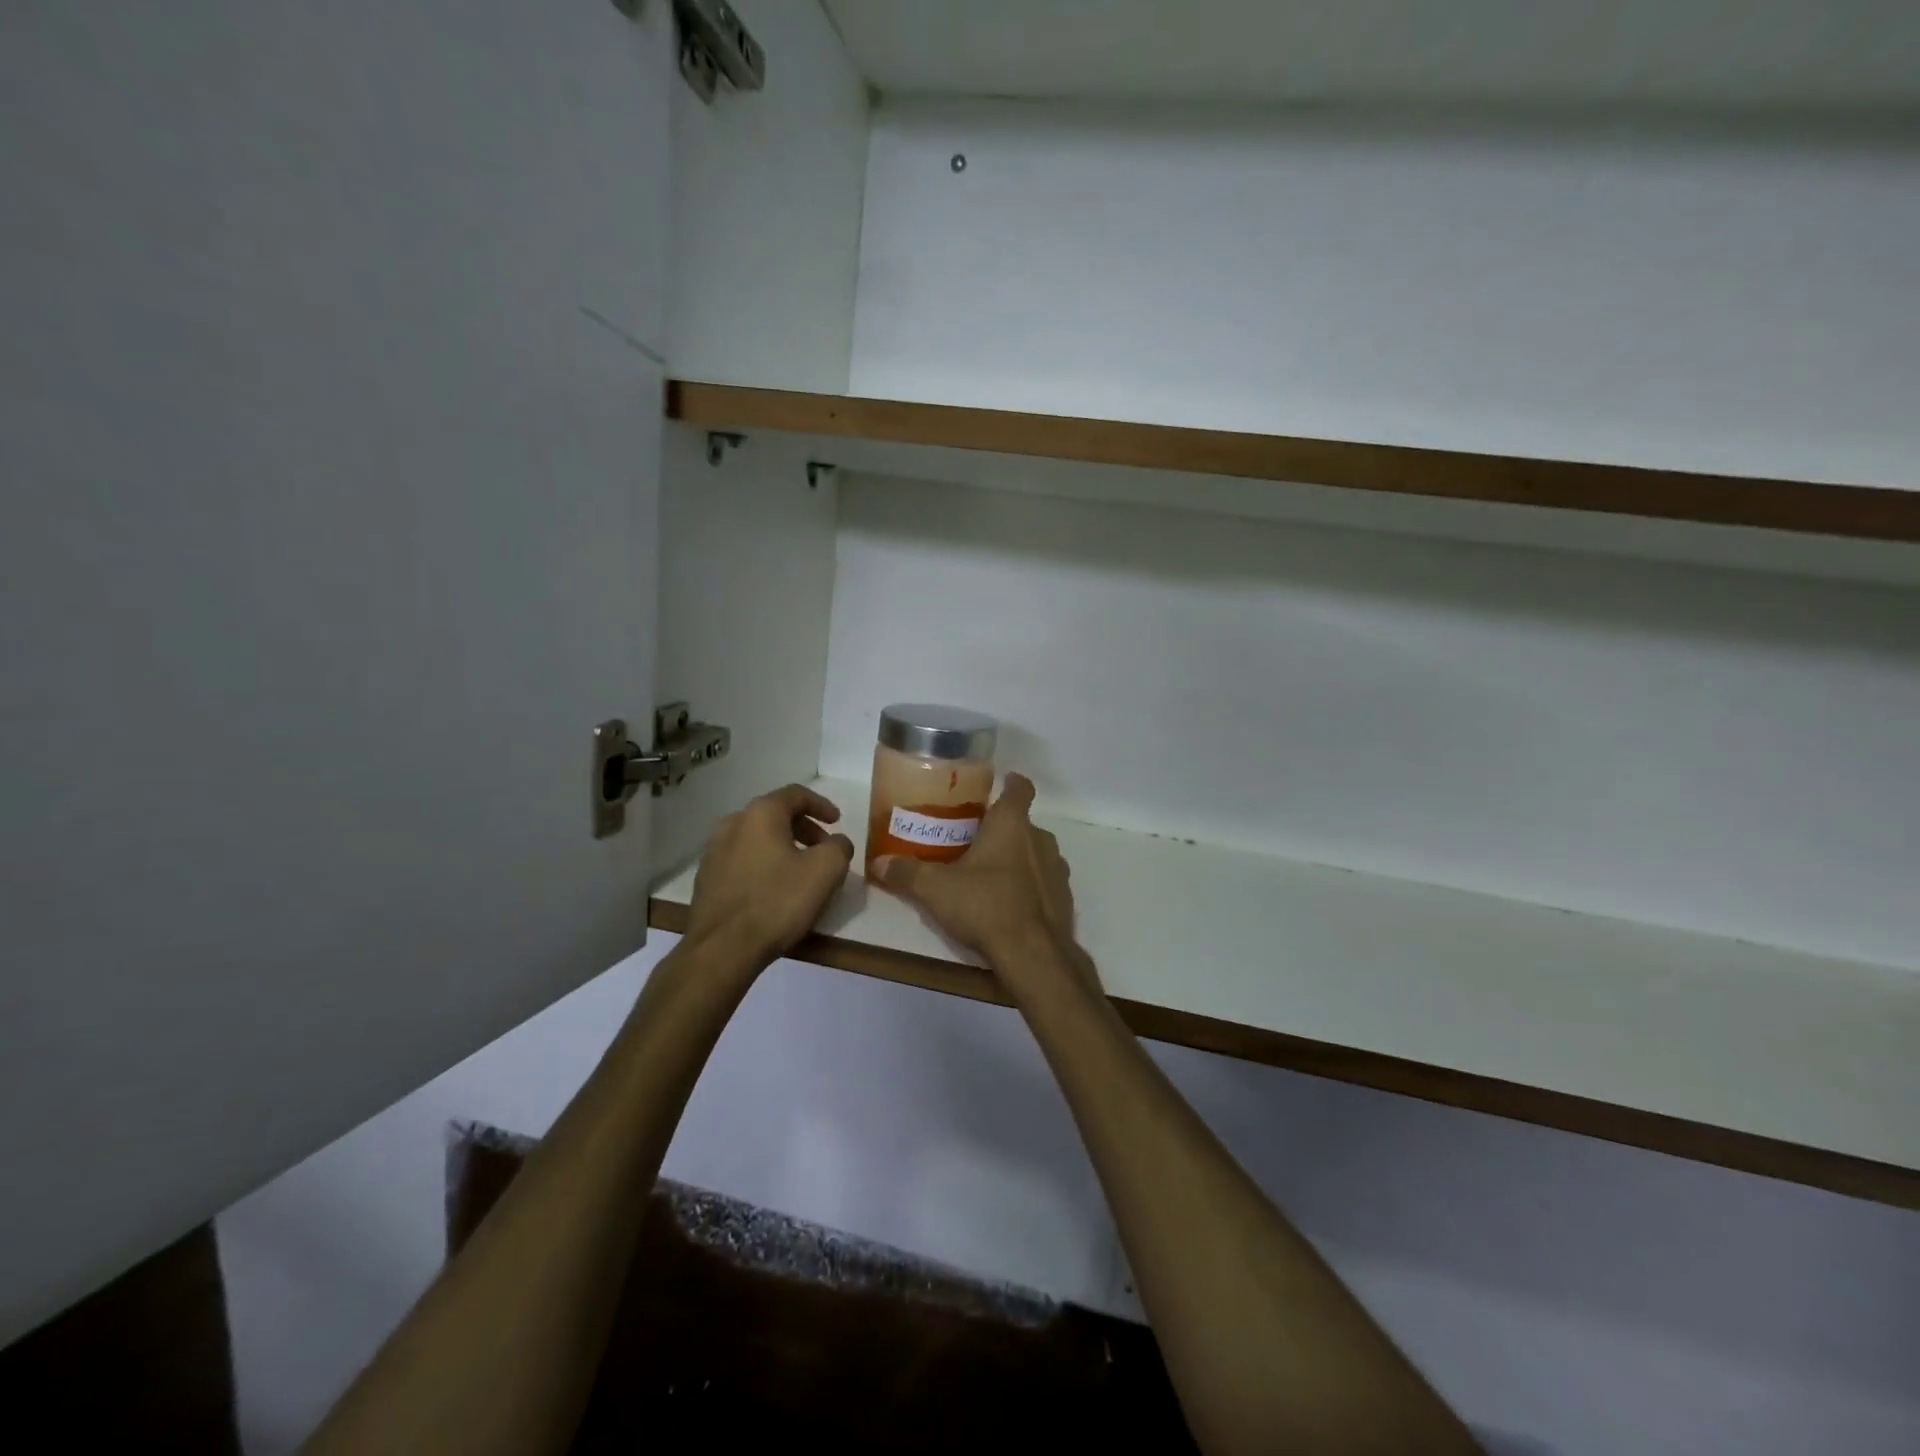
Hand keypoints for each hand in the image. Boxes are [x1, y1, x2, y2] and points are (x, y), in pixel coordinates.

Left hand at [683, 784, 854, 968]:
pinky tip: (774, 889)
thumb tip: (836, 842)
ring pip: (757, 837)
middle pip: (775, 815)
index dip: (821, 805)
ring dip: (782, 846)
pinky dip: (763, 863)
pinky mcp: (706, 877)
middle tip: (823, 848)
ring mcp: (714, 850)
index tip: (837, 821)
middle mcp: (733, 823)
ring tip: (800, 870)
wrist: (722, 948)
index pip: (796, 794)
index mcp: (761, 813)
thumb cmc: (778, 902)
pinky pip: (742, 859)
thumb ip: (839, 846)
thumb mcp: (826, 870)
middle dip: (803, 828)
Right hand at [871, 774, 1097, 998]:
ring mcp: (1057, 869)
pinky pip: (1044, 882)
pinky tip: (1008, 904)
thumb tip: (878, 863)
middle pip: (1023, 823)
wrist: (1033, 954)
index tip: (999, 784)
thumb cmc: (985, 905)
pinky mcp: (1064, 898)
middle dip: (1001, 829)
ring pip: (1035, 852)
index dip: (1011, 783)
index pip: (1020, 788)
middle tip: (973, 841)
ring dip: (1017, 858)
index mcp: (1012, 824)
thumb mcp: (936, 889)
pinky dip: (1029, 886)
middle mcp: (1040, 839)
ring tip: (989, 875)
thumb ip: (907, 873)